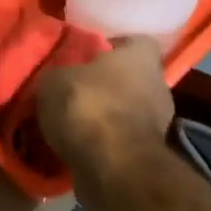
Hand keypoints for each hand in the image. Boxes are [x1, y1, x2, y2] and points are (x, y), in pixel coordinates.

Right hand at [36, 38, 173, 188]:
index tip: (88, 54)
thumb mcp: (54, 80)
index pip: (136, 42)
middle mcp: (157, 87)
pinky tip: (75, 146)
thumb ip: (59, 75)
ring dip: (103, 116)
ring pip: (125, 112)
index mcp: (141, 58)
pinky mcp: (147, 157)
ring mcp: (157, 125)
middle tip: (73, 88)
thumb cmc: (87, 106)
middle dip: (105, 85)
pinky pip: (120, 141)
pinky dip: (102, 143)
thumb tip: (58, 80)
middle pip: (131, 79)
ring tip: (69, 121)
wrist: (112, 168)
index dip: (113, 46)